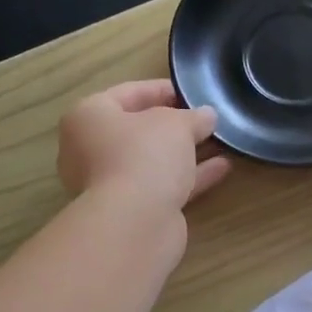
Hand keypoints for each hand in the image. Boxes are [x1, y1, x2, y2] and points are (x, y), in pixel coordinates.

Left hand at [58, 79, 229, 213]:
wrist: (134, 222)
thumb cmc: (145, 155)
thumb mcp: (176, 123)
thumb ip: (194, 116)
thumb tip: (207, 116)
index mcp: (89, 117)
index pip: (127, 93)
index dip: (162, 89)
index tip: (192, 90)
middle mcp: (91, 149)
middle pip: (138, 130)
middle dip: (174, 125)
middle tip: (205, 118)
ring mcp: (110, 183)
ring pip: (153, 160)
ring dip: (185, 152)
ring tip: (219, 141)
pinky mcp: (132, 210)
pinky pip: (163, 185)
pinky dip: (190, 176)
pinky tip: (222, 167)